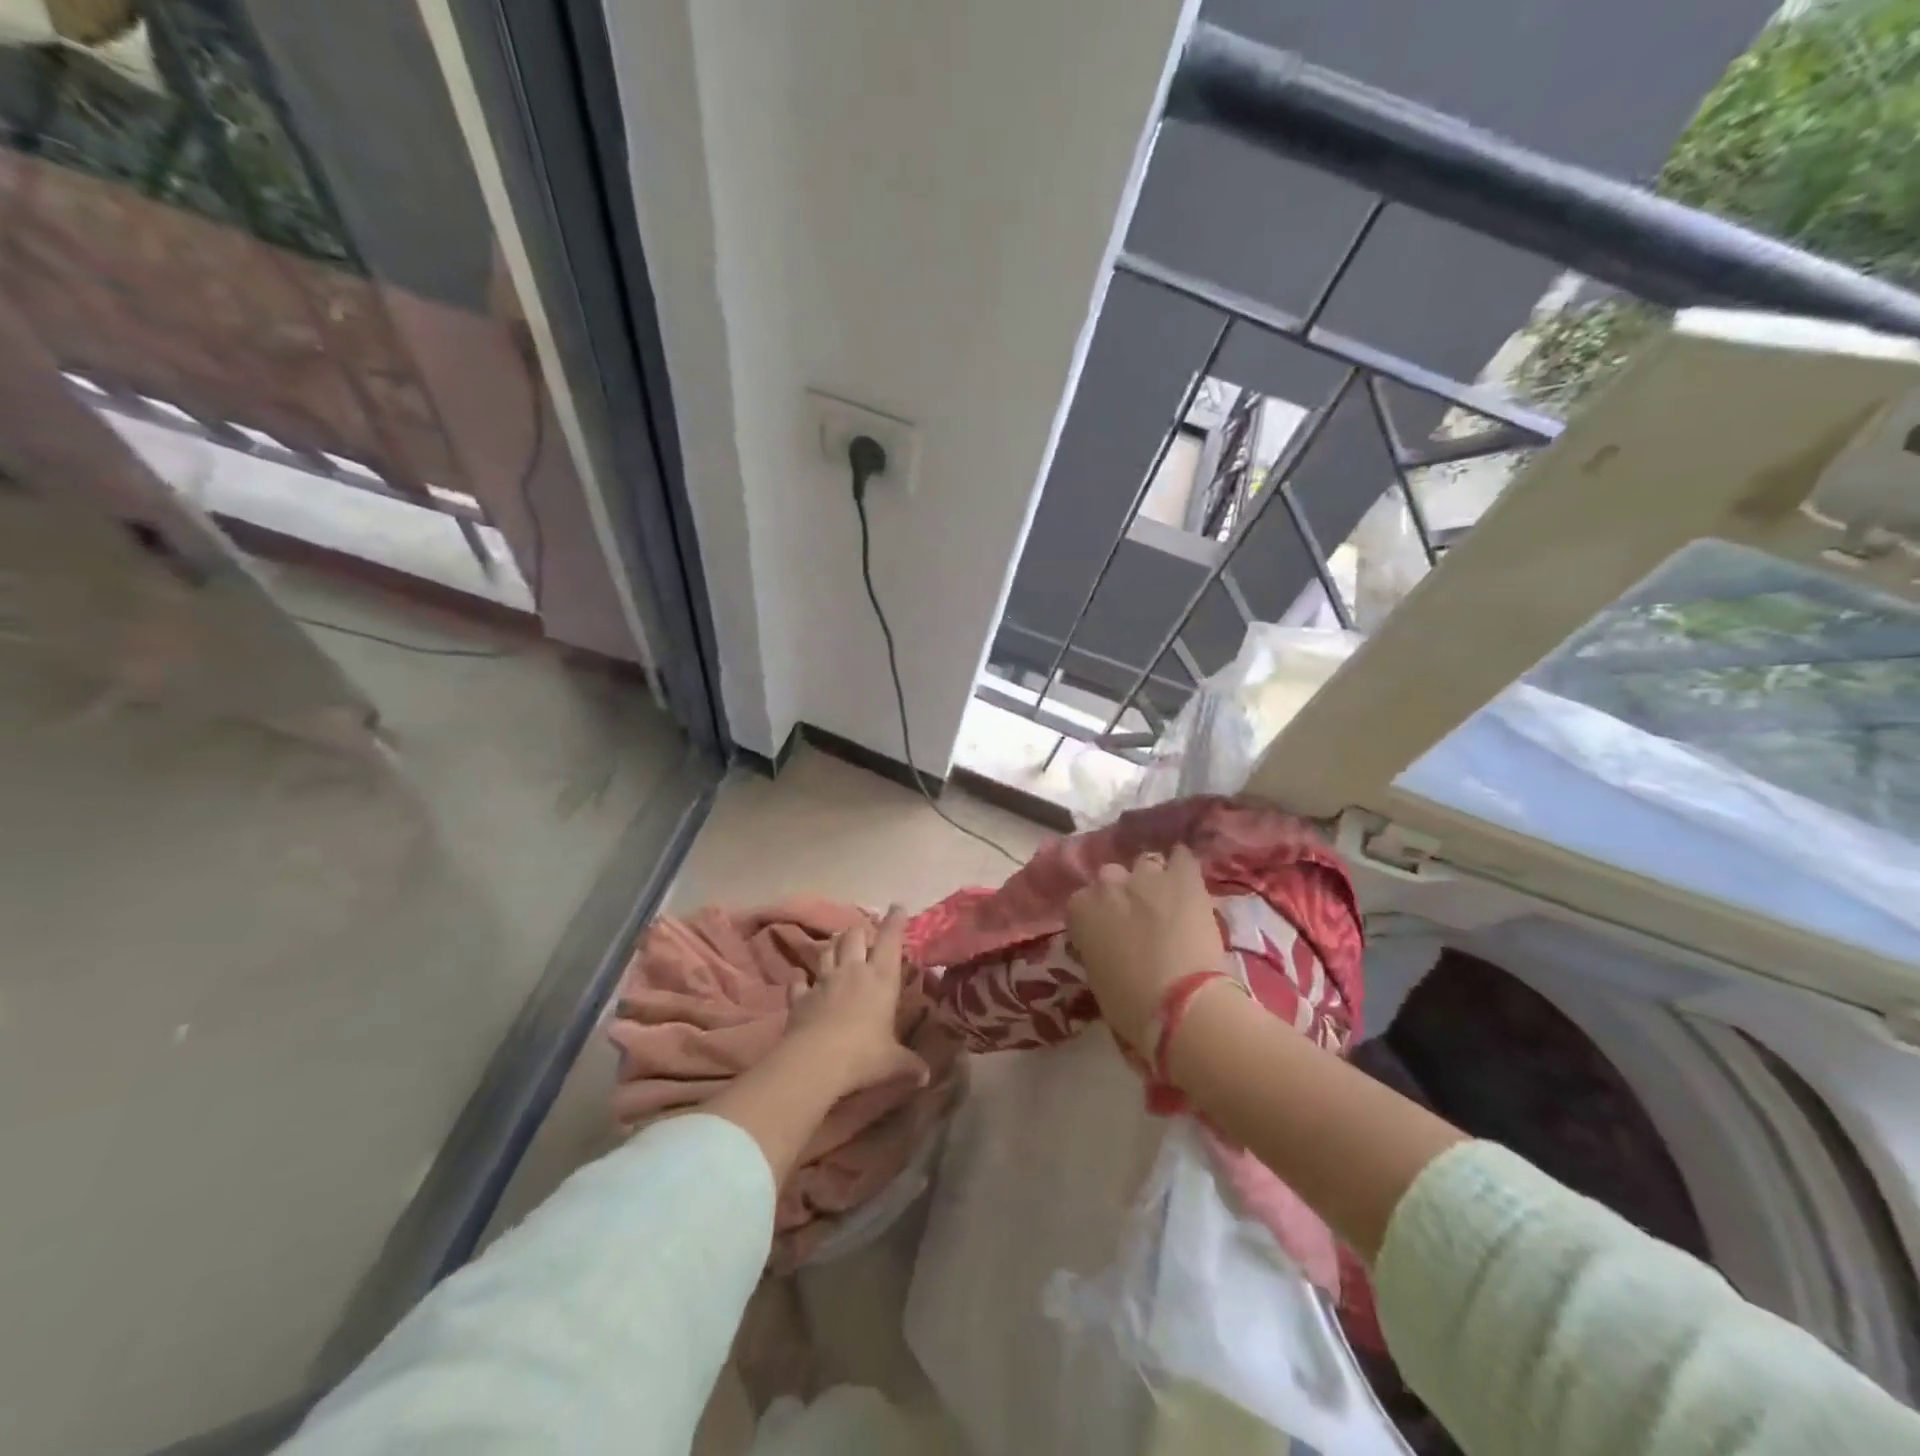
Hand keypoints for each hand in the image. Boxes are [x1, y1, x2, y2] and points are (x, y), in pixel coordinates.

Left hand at [785, 906, 928, 1098]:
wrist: (815, 1062)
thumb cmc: (863, 1055)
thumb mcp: (894, 1063)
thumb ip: (910, 1065)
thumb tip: (926, 1076)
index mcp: (881, 978)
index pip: (891, 940)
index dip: (895, 921)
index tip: (898, 907)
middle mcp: (852, 971)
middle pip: (854, 936)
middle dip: (860, 931)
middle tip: (865, 935)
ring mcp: (823, 981)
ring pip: (828, 951)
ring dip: (833, 946)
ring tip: (838, 946)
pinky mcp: (799, 997)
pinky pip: (799, 981)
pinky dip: (801, 979)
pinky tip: (801, 980)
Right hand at [1066, 844, 1224, 1051]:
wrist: (1181, 1005)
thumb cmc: (1130, 1005)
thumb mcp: (1097, 976)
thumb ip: (1096, 947)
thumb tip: (1108, 945)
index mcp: (1080, 910)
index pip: (1082, 902)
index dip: (1098, 916)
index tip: (1108, 933)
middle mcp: (1108, 884)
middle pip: (1111, 876)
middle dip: (1122, 893)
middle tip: (1137, 918)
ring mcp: (1147, 876)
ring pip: (1146, 864)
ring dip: (1152, 880)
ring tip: (1166, 901)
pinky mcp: (1184, 878)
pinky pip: (1181, 857)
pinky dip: (1182, 865)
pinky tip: (1186, 878)